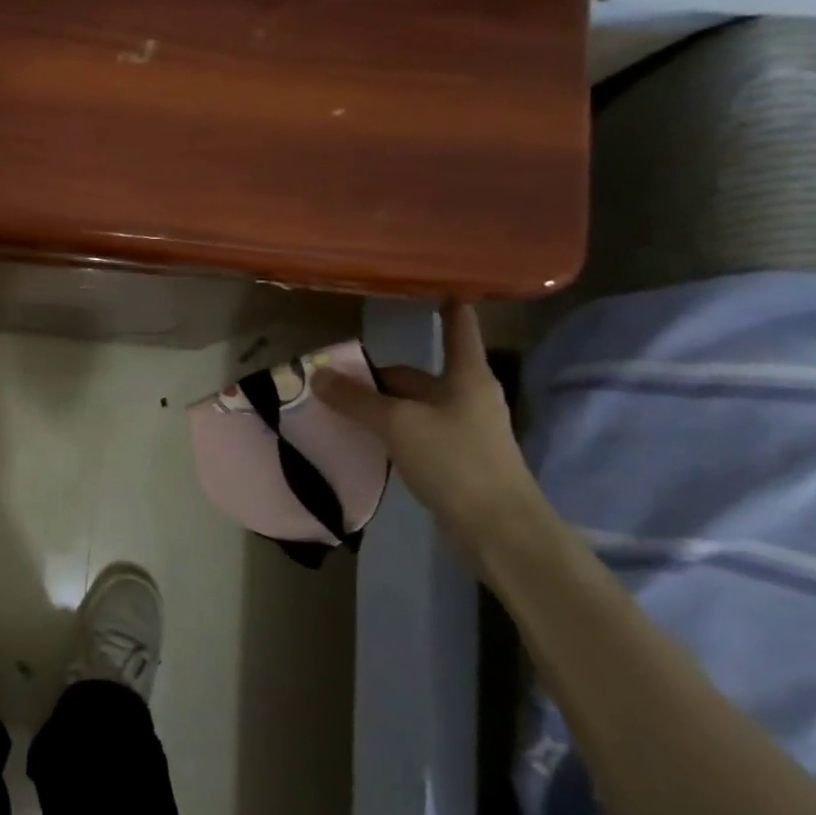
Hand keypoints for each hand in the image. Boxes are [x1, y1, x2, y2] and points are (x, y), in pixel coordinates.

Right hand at [311, 302, 544, 559]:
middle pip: (419, 375)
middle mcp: (468, 397)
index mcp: (466, 377)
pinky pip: (414, 432)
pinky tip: (364, 439)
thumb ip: (356, 400)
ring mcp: (463, 429)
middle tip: (337, 376)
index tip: (441, 287)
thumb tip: (318, 375)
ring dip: (381, 405)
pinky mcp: (455, 459)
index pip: (457, 330)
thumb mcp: (397, 424)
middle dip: (380, 375)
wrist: (498, 527)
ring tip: (340, 406)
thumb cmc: (454, 460)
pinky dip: (389, 430)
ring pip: (413, 406)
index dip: (449, 309)